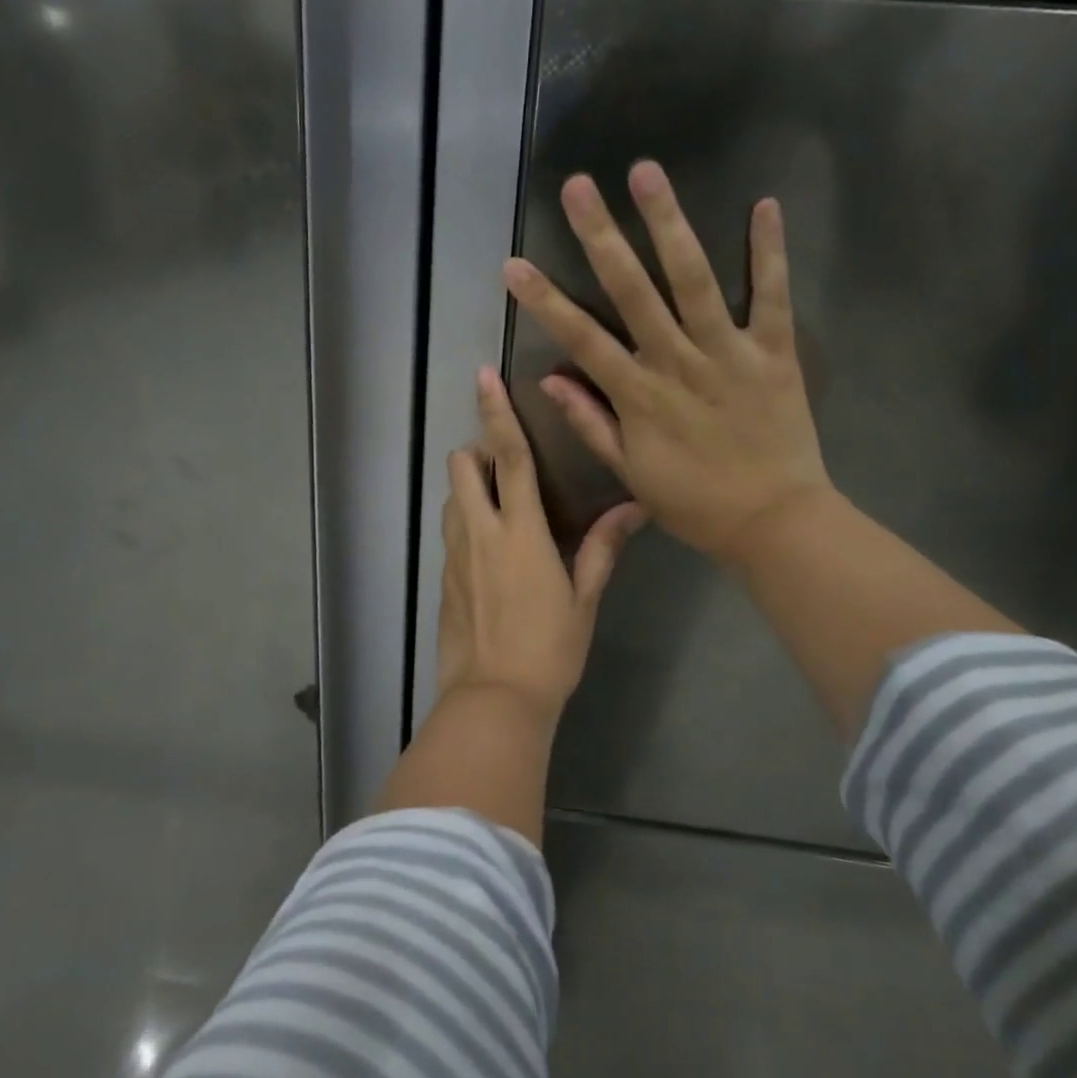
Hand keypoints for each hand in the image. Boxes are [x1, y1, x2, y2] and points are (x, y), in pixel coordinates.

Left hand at [437, 367, 646, 713]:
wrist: (494, 700)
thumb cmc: (550, 649)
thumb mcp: (584, 598)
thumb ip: (602, 547)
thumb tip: (633, 508)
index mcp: (520, 531)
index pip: (509, 457)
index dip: (497, 413)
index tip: (484, 376)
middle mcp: (479, 532)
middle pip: (463, 466)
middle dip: (478, 451)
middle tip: (507, 467)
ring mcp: (455, 555)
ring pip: (451, 496)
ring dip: (470, 487)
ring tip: (501, 507)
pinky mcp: (443, 578)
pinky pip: (451, 531)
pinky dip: (466, 522)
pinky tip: (490, 551)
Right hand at [502, 159, 832, 566]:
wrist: (774, 522)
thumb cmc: (695, 502)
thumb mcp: (630, 473)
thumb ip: (591, 423)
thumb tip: (550, 380)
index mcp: (639, 395)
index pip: (581, 339)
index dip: (544, 301)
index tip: (514, 265)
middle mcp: (677, 362)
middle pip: (632, 292)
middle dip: (601, 236)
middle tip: (578, 186)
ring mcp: (727, 352)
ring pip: (693, 279)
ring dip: (668, 224)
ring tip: (646, 172)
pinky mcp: (775, 352)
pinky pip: (772, 295)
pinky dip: (769, 252)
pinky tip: (764, 205)